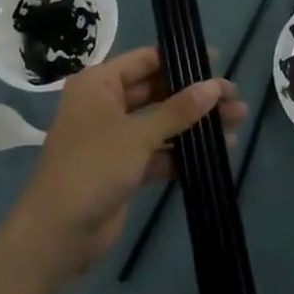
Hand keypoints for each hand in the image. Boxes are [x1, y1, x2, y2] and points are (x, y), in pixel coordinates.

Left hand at [3, 47, 244, 278]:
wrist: (57, 233)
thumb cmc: (93, 167)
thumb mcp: (138, 135)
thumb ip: (178, 110)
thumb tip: (215, 86)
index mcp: (99, 83)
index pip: (145, 61)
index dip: (180, 60)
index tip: (217, 62)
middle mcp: (105, 104)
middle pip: (156, 91)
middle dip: (194, 96)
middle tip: (234, 98)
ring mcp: (113, 138)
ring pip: (160, 123)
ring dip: (193, 125)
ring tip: (236, 124)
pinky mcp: (122, 168)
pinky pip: (156, 152)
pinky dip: (181, 153)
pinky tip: (215, 154)